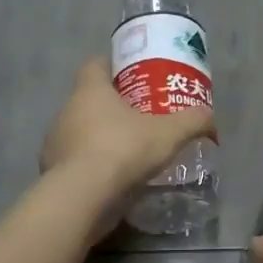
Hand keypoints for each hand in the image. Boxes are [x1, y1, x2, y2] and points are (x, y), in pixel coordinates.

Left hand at [40, 58, 214, 232]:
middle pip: (89, 99)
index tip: (133, 76)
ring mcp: (55, 142)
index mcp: (90, 90)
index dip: (114, 67)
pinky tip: (113, 178)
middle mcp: (67, 110)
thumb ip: (192, 121)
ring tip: (129, 150)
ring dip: (101, 137)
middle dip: (113, 106)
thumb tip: (209, 116)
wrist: (82, 197)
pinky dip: (92, 165)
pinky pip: (76, 161)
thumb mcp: (169, 133)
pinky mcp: (53, 172)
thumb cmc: (123, 150)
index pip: (96, 65)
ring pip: (81, 131)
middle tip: (141, 116)